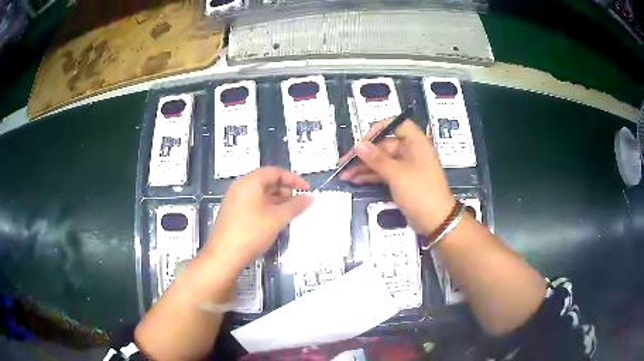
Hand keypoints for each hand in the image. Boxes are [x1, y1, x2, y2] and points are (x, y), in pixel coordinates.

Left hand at [205, 167, 312, 270]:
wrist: (224, 256)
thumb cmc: (251, 233)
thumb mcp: (277, 219)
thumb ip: (295, 206)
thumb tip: (309, 197)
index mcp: (250, 182)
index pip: (275, 172)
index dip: (293, 179)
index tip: (307, 190)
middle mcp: (241, 188)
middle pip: (267, 181)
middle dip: (286, 190)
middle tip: (299, 204)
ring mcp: (235, 201)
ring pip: (261, 194)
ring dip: (278, 201)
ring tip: (290, 214)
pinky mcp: (234, 214)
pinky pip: (254, 204)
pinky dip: (268, 209)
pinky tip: (276, 222)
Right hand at [340, 119, 454, 234]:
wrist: (436, 221)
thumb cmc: (420, 192)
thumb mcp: (397, 174)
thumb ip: (376, 159)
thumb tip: (358, 145)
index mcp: (415, 143)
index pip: (396, 124)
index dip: (379, 129)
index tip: (363, 141)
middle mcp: (411, 151)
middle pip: (384, 145)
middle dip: (364, 154)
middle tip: (344, 163)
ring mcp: (406, 167)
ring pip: (382, 161)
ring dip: (364, 167)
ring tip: (344, 175)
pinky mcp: (402, 180)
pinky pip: (384, 173)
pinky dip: (371, 176)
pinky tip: (355, 180)